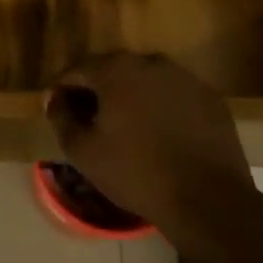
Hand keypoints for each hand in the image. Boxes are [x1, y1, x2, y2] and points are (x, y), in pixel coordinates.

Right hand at [45, 53, 257, 238]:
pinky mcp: (210, 99)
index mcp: (116, 70)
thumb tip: (53, 98)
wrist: (207, 199)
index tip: (56, 109)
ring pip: (145, 81)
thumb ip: (61, 118)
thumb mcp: (83, 151)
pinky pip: (173, 96)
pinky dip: (160, 107)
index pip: (77, 70)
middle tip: (88, 118)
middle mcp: (151, 63)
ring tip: (124, 127)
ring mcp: (185, 79)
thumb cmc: (135, 172)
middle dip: (97, 90)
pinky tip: (158, 134)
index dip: (62, 89)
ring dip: (130, 97)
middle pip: (113, 70)